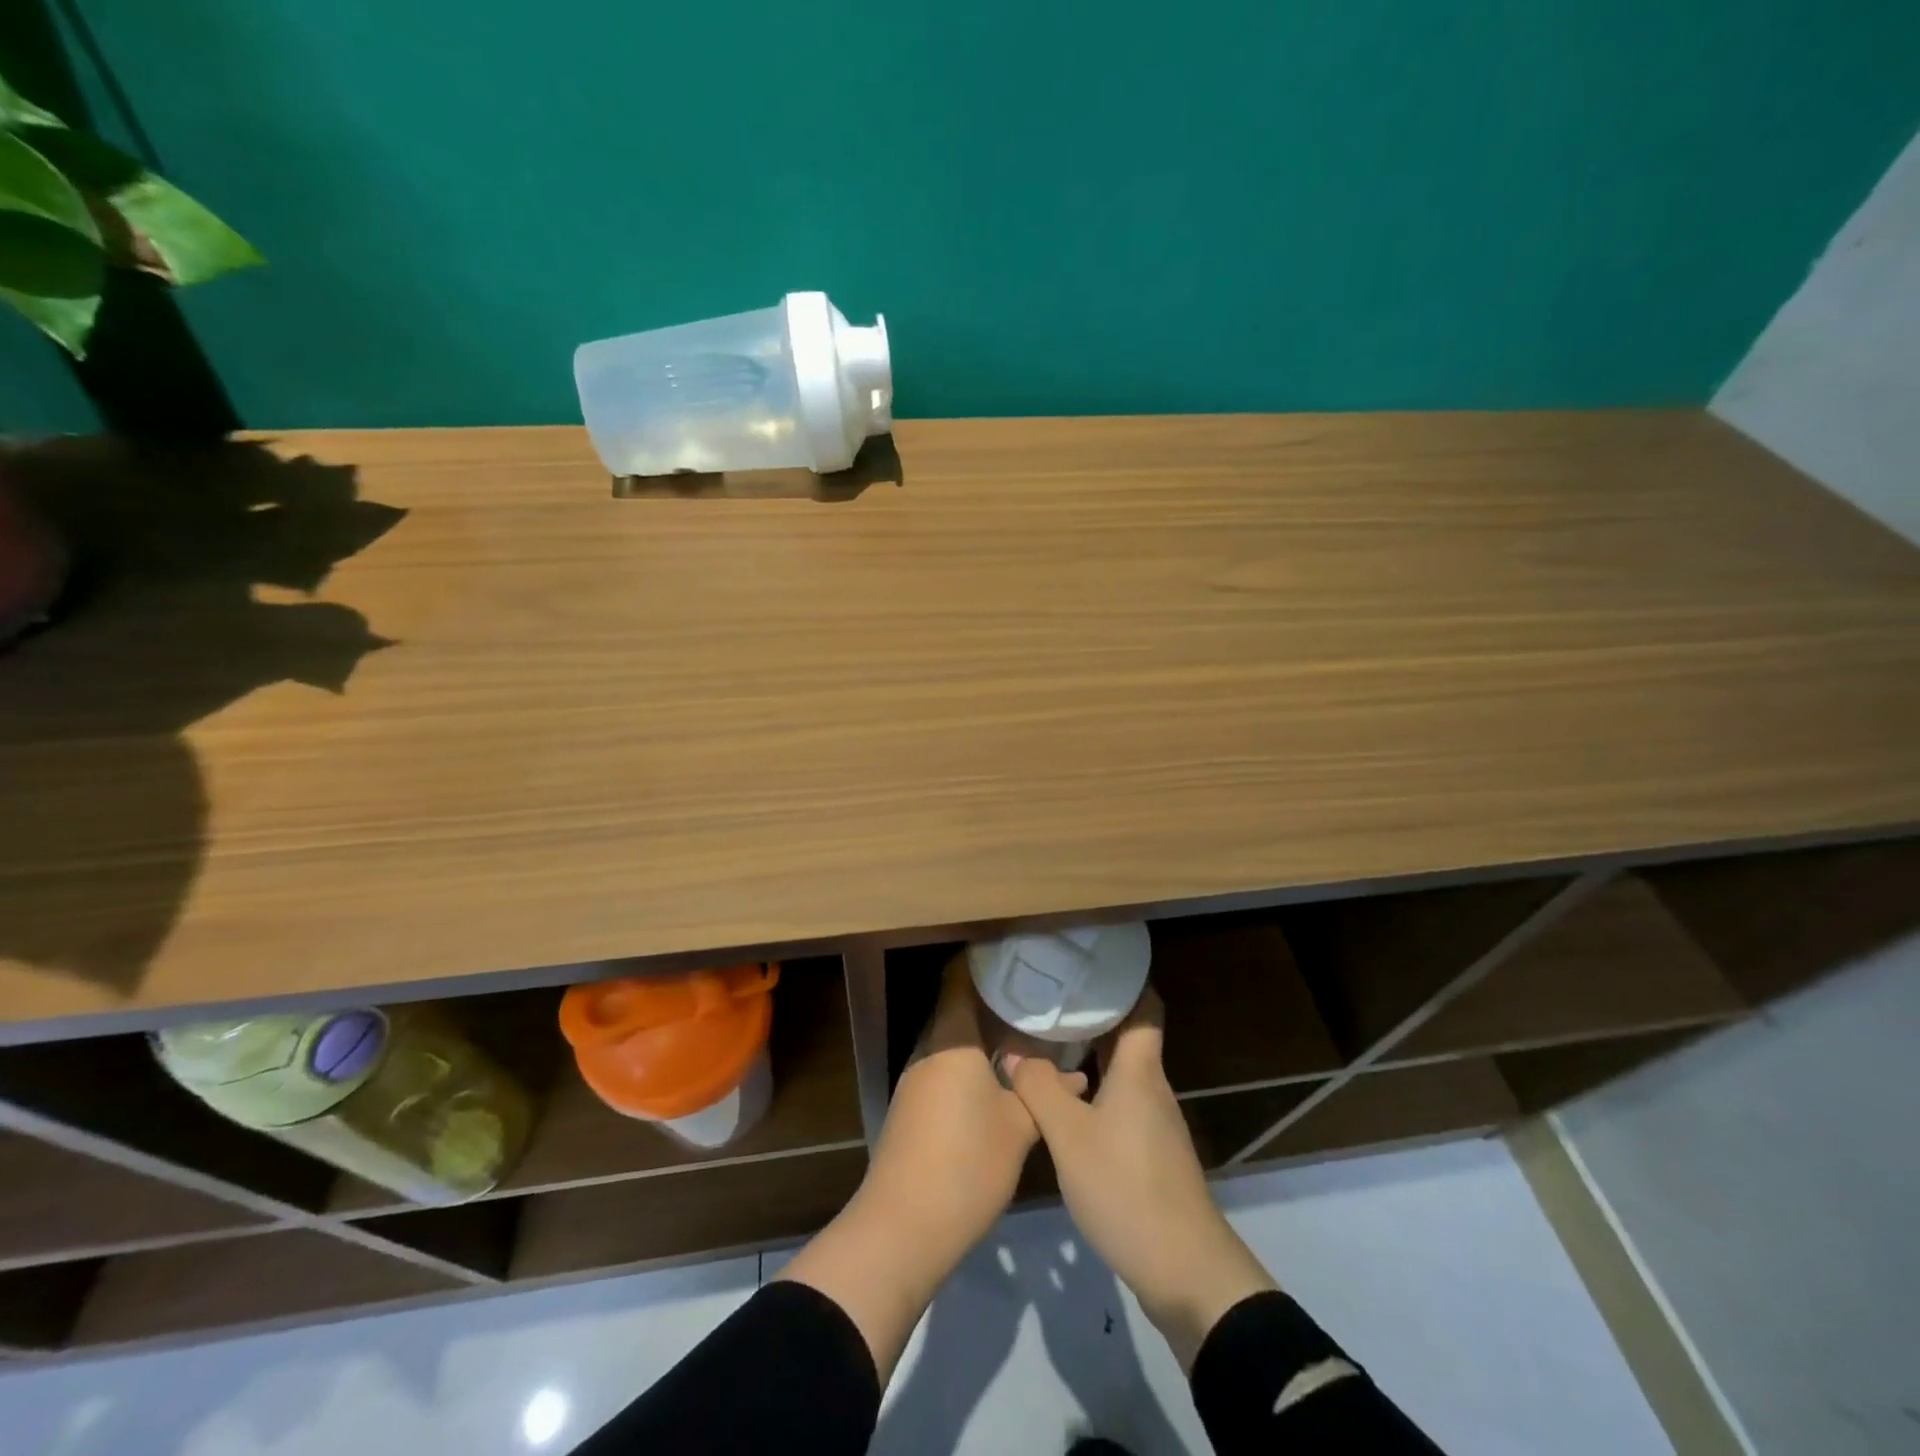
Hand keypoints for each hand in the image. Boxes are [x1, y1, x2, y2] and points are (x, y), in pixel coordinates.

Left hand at [781, 954, 1055, 1378]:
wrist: (902, 1228)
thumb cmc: (966, 1164)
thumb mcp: (1017, 1128)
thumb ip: (1043, 1093)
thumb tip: (1075, 1074)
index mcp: (951, 1040)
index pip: (960, 980)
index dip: (984, 962)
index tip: (1018, 956)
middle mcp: (929, 1050)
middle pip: (958, 1008)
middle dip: (995, 1002)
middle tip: (1037, 997)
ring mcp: (917, 1079)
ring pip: (954, 1041)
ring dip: (986, 1037)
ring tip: (1029, 1034)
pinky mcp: (914, 1107)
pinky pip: (946, 1067)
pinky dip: (973, 1063)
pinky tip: (1003, 1078)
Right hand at [1005, 988, 1276, 1367]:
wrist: (1185, 1271)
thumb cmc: (1127, 1188)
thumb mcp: (1069, 1137)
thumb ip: (1039, 1088)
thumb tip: (1014, 1052)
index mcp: (1140, 1070)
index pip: (1145, 1006)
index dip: (1123, 980)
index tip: (1088, 963)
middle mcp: (1152, 1086)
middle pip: (1128, 1034)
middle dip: (1094, 1012)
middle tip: (1050, 996)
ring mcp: (1154, 1121)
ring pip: (1122, 1069)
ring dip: (1091, 1051)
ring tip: (1048, 1038)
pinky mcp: (1150, 1151)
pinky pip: (1120, 1099)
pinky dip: (1095, 1086)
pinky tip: (1065, 1097)